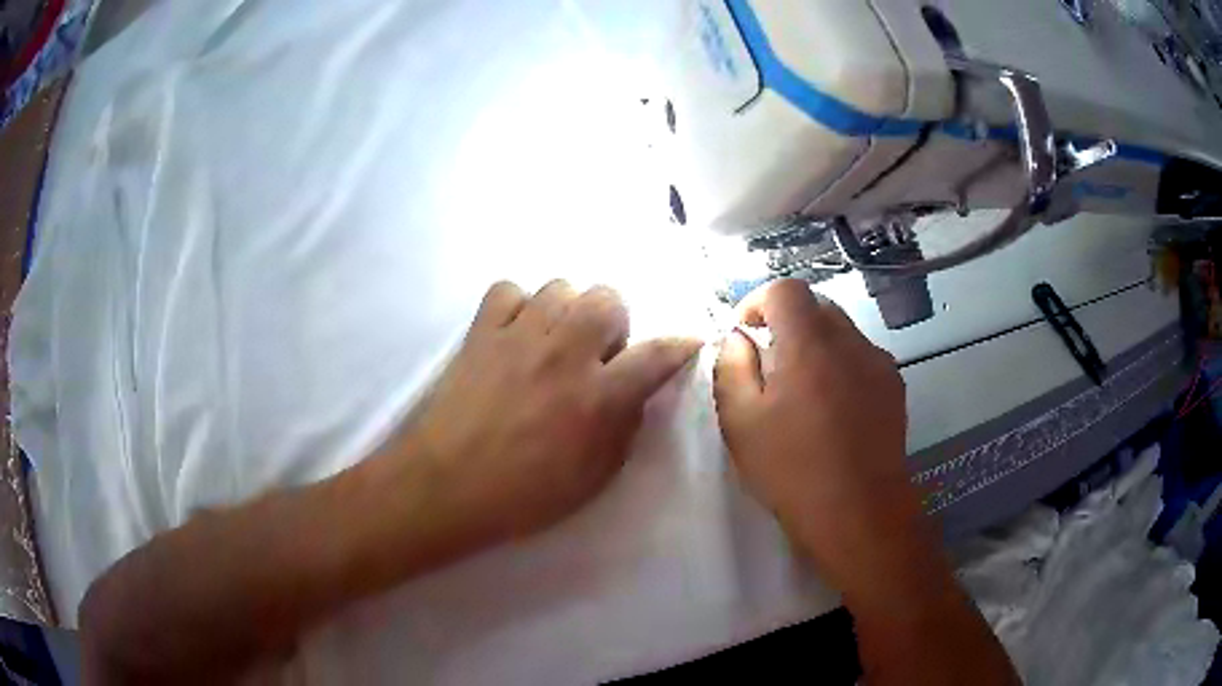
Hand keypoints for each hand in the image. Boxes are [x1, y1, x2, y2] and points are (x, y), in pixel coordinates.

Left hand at [396, 280, 700, 548]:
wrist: (445, 487)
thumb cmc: (522, 495)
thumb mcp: (592, 479)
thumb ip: (623, 430)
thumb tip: (634, 394)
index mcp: (597, 398)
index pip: (656, 355)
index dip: (680, 345)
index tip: (689, 341)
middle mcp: (563, 354)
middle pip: (608, 297)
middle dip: (613, 322)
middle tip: (597, 354)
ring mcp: (518, 336)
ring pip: (560, 286)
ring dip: (567, 311)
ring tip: (554, 342)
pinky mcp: (480, 332)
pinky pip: (508, 290)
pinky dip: (518, 306)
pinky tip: (514, 334)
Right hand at [713, 280, 921, 592]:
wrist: (860, 514)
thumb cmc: (793, 470)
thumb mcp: (741, 422)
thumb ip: (732, 366)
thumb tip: (738, 338)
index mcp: (809, 344)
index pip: (785, 290)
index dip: (758, 300)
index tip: (745, 332)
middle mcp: (850, 342)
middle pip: (816, 306)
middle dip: (787, 323)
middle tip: (769, 364)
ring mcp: (879, 363)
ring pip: (841, 331)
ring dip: (815, 345)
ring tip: (803, 392)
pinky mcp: (894, 386)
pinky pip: (861, 357)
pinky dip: (840, 365)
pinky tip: (833, 409)